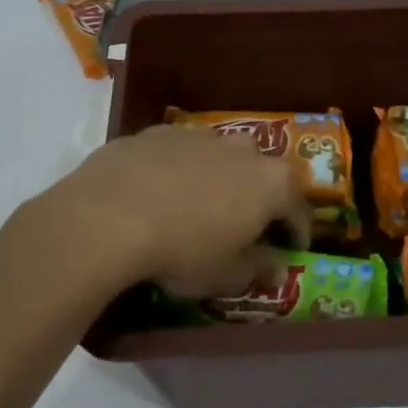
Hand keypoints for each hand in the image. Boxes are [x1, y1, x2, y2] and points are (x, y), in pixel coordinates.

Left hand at [35, 125, 311, 296]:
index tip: (291, 247)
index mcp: (271, 183)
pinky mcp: (159, 132)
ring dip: (219, 178)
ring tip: (200, 205)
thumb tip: (278, 269)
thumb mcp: (225, 275)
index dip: (297, 231)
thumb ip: (258, 269)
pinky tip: (160, 191)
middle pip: (262, 173)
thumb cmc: (182, 251)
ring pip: (220, 156)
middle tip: (245, 223)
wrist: (109, 215)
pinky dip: (179, 169)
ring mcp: (199, 135)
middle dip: (259, 196)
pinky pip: (180, 152)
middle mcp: (243, 149)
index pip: (298, 208)